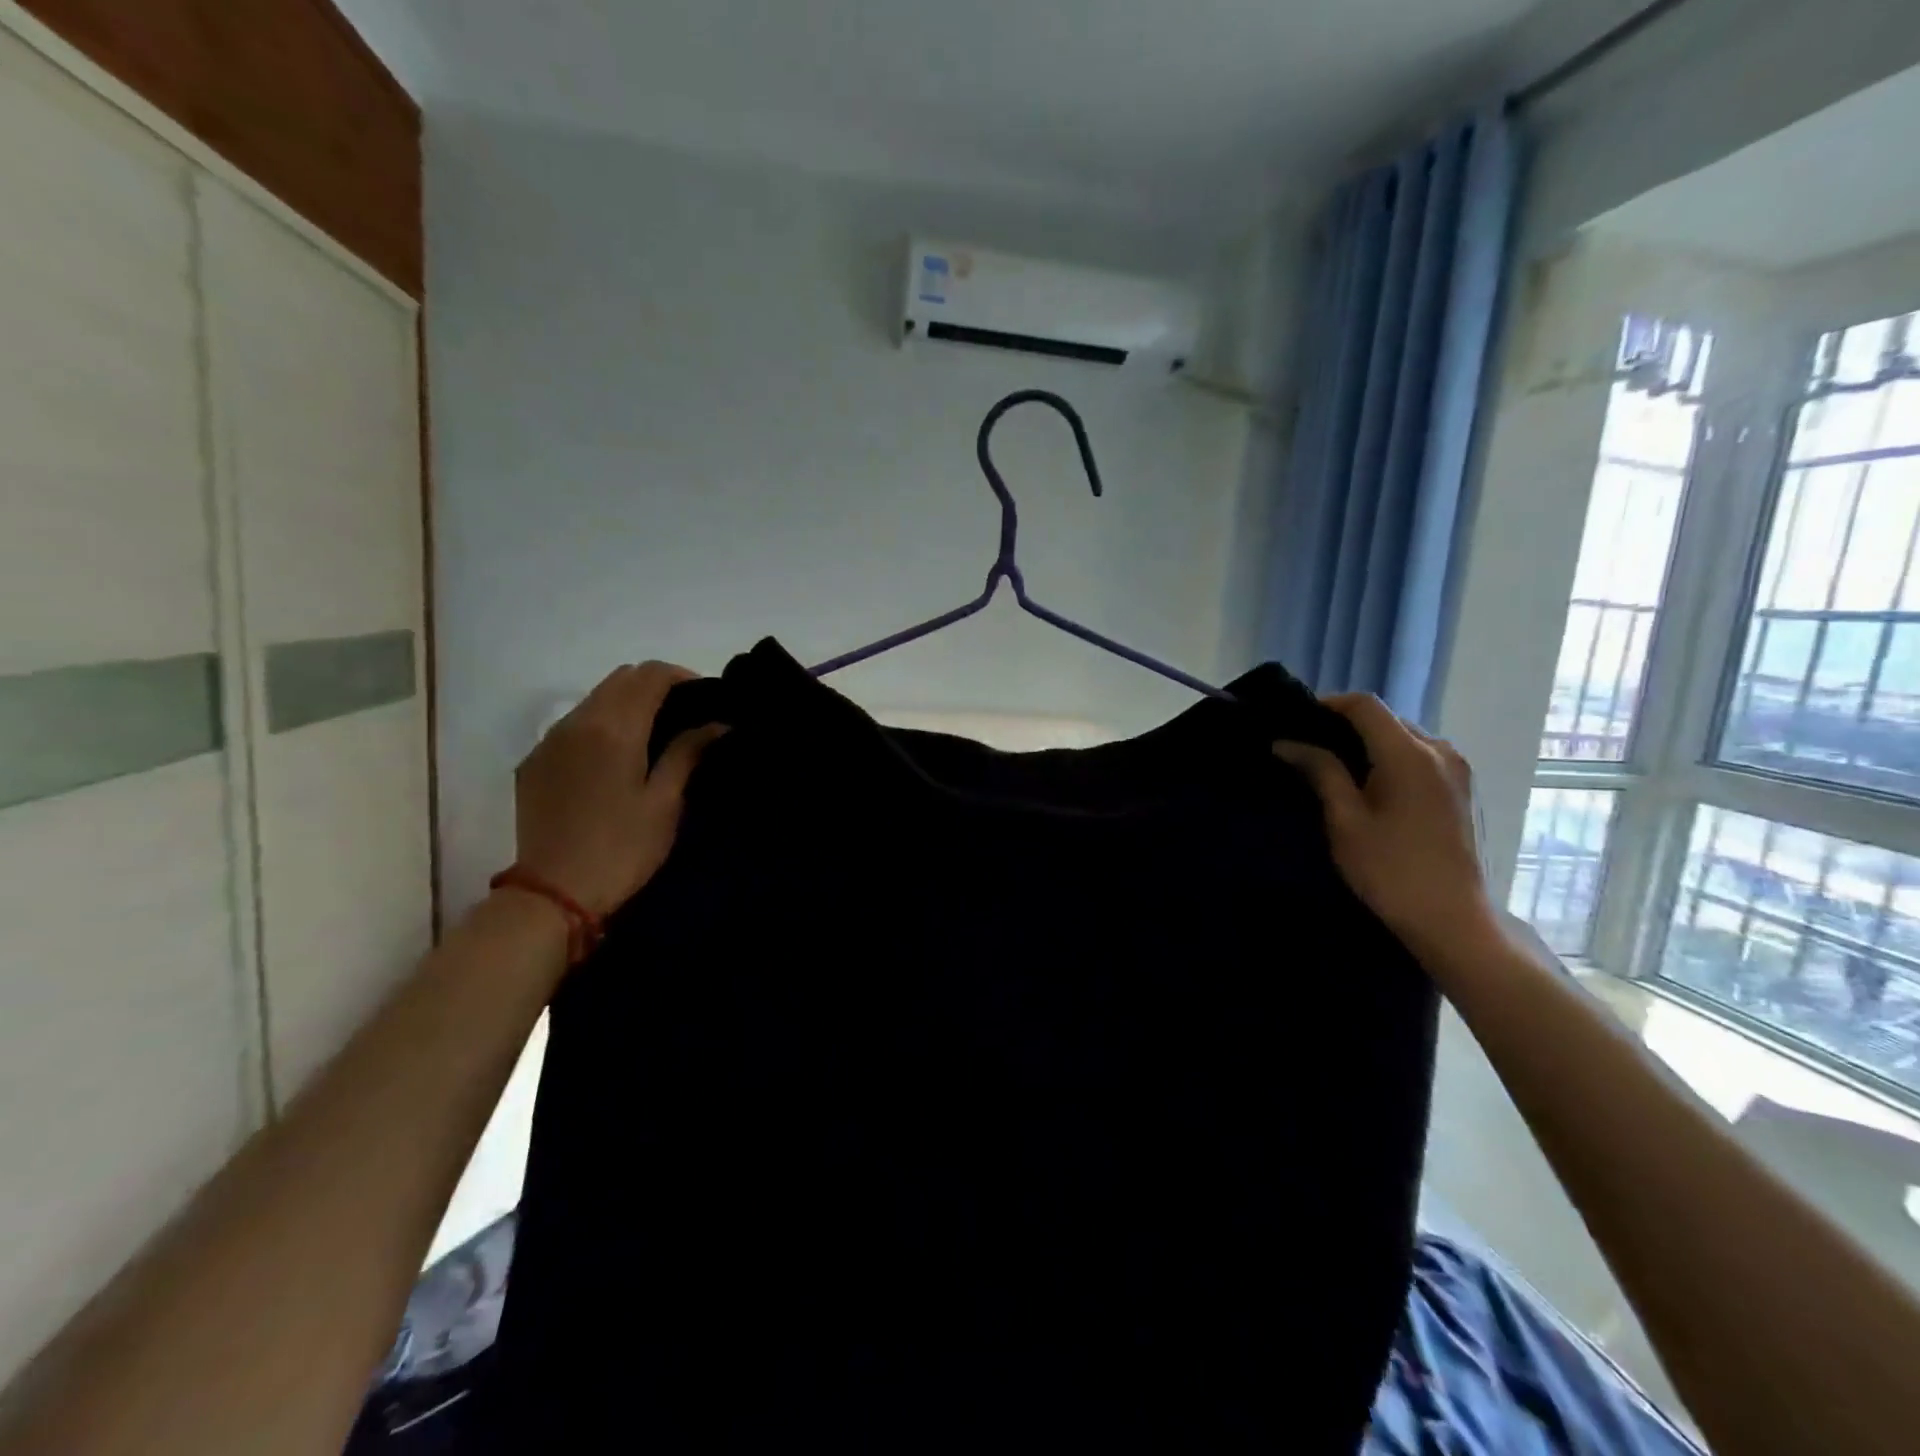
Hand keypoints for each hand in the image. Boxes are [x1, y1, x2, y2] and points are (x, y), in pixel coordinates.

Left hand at [512, 662, 723, 918]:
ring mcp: (550, 740)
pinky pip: (573, 723)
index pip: (651, 675)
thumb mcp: (665, 802)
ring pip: (595, 697)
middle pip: (621, 678)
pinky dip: (602, 722)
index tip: (706, 696)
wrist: (553, 893)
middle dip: (655, 683)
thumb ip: (688, 752)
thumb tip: (718, 723)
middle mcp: (578, 721)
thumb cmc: (622, 848)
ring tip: (654, 730)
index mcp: (614, 728)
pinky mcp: (535, 761)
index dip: (682, 676)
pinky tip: (617, 754)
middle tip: (684, 712)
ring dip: (628, 700)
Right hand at [1273, 694, 1498, 961]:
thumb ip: (1320, 772)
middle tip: (1309, 748)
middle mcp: (1441, 751)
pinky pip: (1422, 758)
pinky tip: (1372, 788)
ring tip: (1337, 770)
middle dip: (1346, 726)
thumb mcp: (1345, 820)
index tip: (1296, 722)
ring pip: (1405, 738)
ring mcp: (1458, 771)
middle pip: (1387, 720)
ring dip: (1371, 745)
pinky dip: (1392, 760)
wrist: (1453, 921)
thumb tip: (1286, 743)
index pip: (1365, 706)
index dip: (1327, 705)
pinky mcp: (1463, 791)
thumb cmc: (1390, 870)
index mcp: (1410, 754)